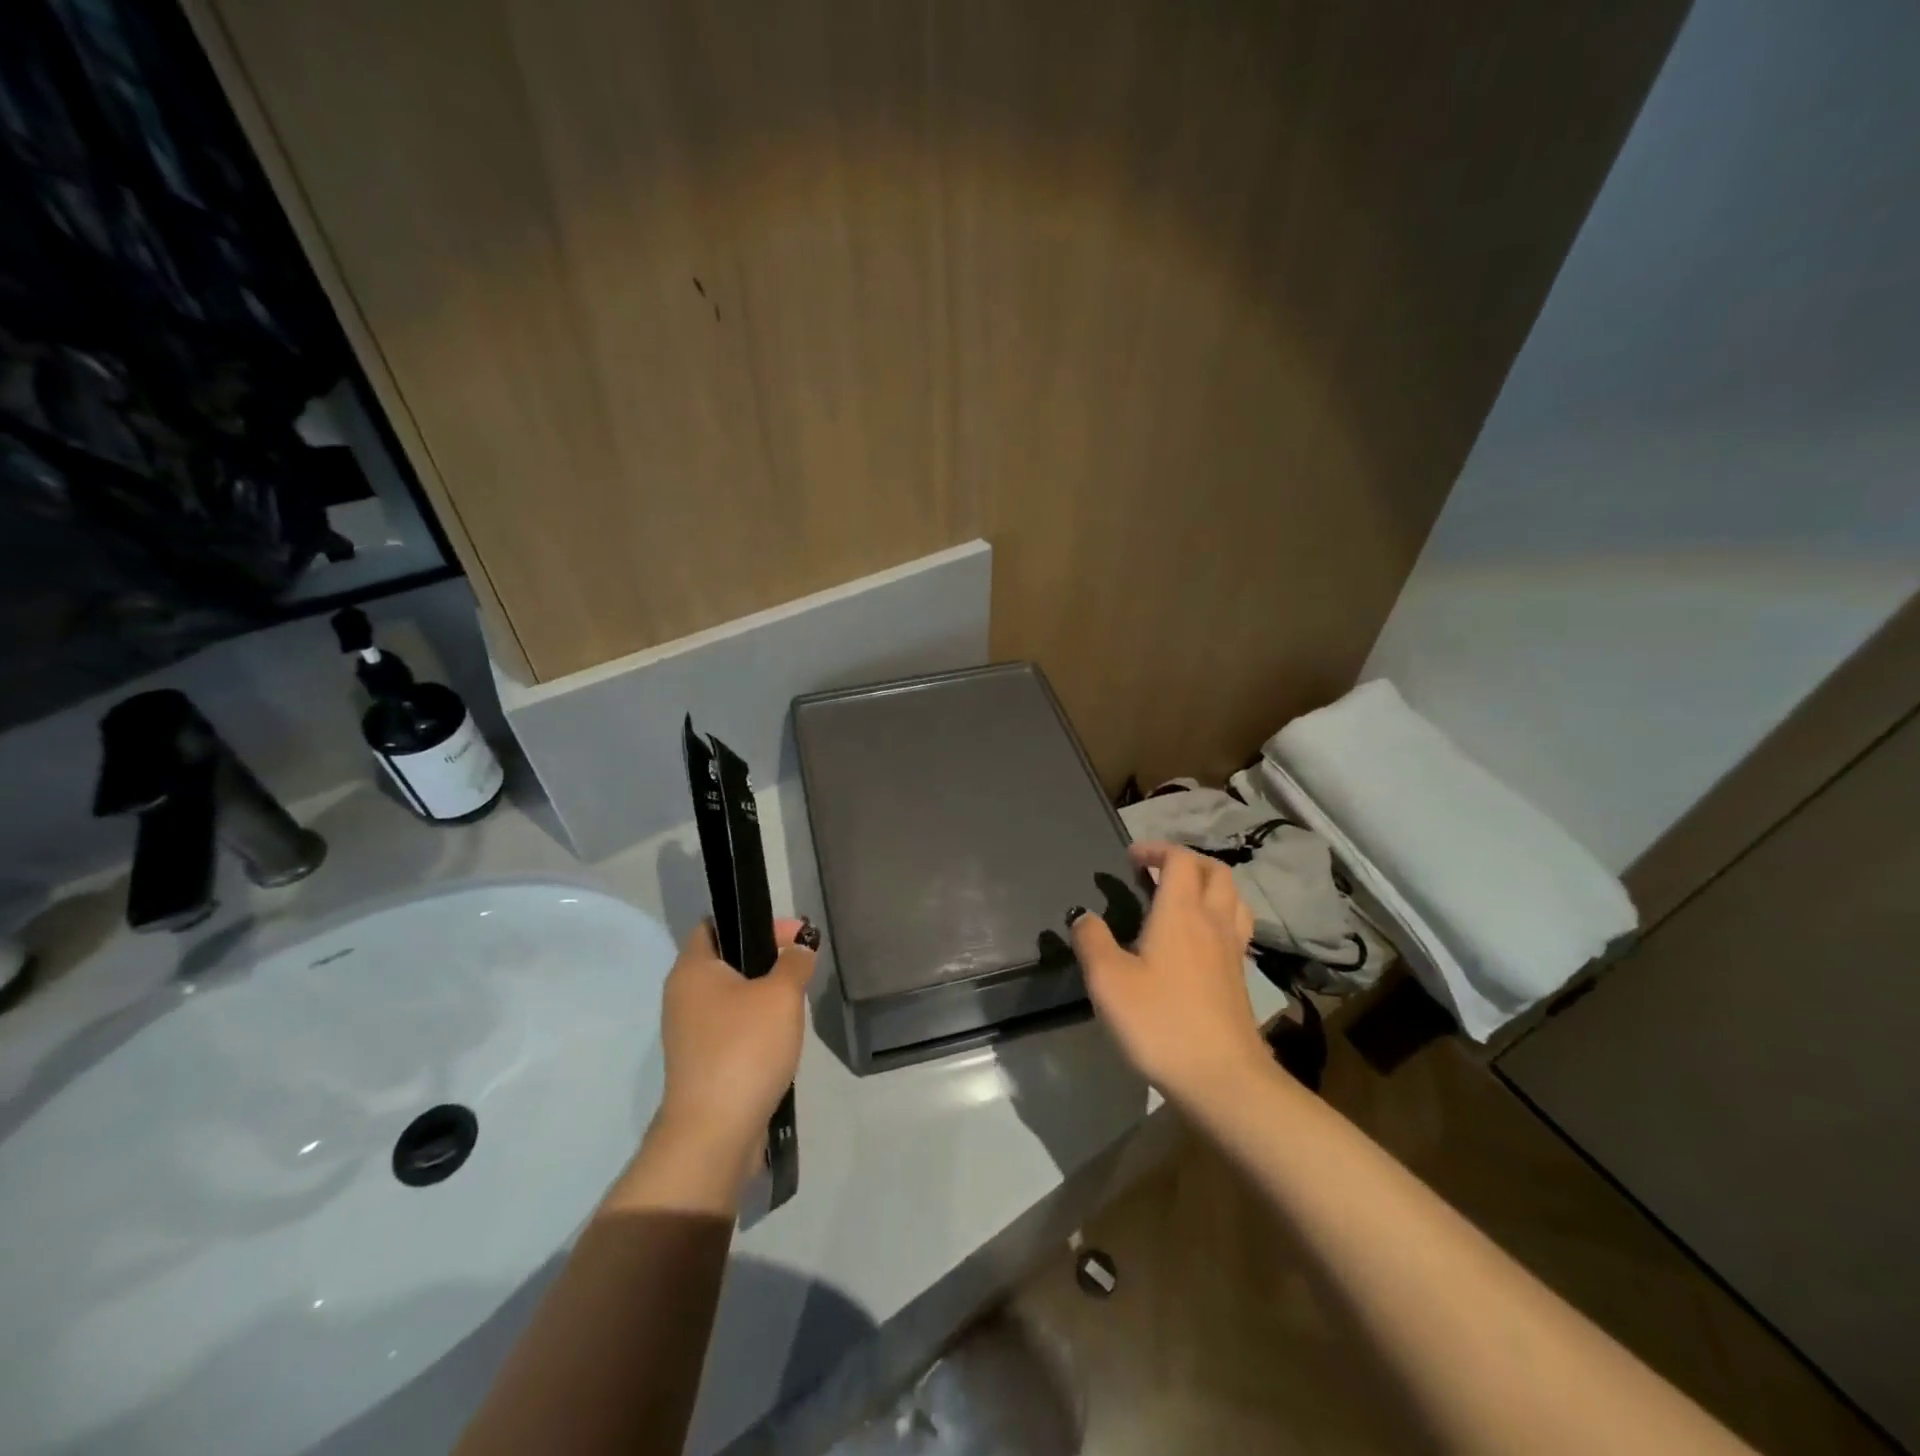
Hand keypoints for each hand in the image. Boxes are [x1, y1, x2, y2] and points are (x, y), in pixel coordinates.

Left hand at [653, 917, 816, 1174]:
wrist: (714, 1131)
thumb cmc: (745, 1047)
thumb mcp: (781, 994)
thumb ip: (794, 961)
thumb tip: (799, 948)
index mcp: (693, 969)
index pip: (714, 925)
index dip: (753, 920)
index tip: (792, 932)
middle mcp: (682, 996)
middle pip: (726, 959)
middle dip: (765, 956)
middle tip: (801, 962)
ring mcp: (689, 1033)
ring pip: (731, 996)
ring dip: (763, 993)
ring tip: (796, 999)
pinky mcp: (701, 1062)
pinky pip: (731, 1027)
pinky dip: (755, 1024)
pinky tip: (781, 1034)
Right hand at [1070, 841, 1270, 1110]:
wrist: (1222, 1079)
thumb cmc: (1160, 1022)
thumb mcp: (1108, 981)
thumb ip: (1092, 940)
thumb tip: (1083, 915)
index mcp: (1181, 912)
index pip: (1179, 860)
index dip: (1157, 849)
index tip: (1131, 858)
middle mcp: (1213, 922)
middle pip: (1215, 872)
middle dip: (1187, 861)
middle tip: (1158, 871)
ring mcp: (1233, 950)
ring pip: (1233, 898)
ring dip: (1210, 885)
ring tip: (1184, 897)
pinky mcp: (1240, 978)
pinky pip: (1236, 927)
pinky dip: (1220, 916)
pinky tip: (1200, 940)